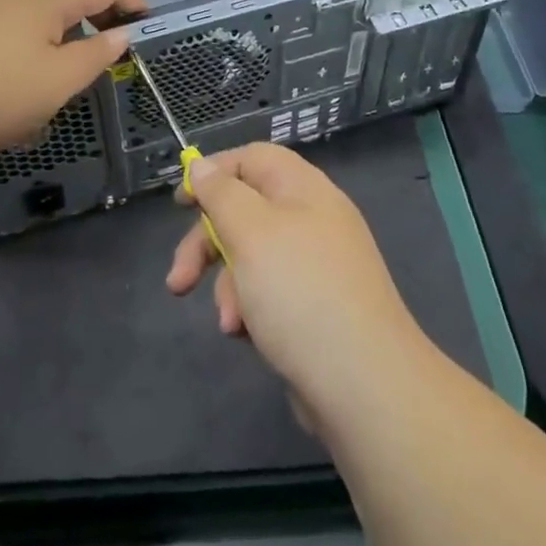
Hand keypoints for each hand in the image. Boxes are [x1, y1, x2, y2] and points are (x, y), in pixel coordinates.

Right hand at [165, 144, 429, 426]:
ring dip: (228, 286)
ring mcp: (316, 265)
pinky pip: (269, 293)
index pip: (251, 158)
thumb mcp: (250, 232)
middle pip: (245, 211)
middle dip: (207, 244)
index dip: (213, 173)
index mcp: (303, 188)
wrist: (365, 386)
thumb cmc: (301, 293)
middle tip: (180, 279)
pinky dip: (251, 309)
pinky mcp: (315, 307)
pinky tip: (247, 336)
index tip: (180, 203)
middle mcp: (312, 219)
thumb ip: (221, 194)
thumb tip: (202, 166)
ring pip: (251, 257)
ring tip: (230, 322)